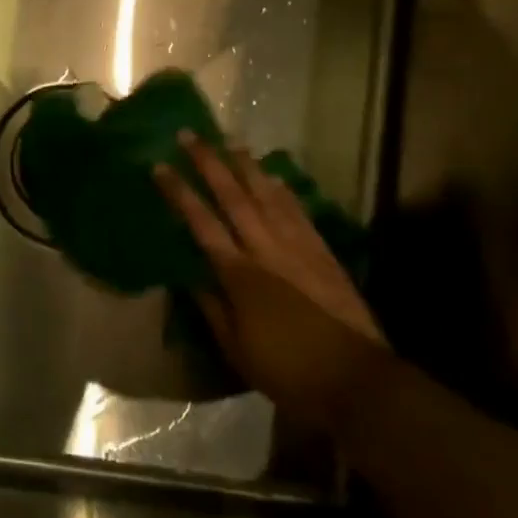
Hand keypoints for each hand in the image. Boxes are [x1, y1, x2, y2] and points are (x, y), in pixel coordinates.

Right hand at [154, 136, 386, 426]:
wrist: (358, 382)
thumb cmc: (288, 371)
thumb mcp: (236, 348)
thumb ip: (212, 308)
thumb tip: (190, 277)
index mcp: (239, 274)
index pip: (201, 223)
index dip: (179, 193)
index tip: (159, 167)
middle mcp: (267, 250)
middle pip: (233, 197)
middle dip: (209, 163)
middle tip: (190, 135)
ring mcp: (299, 249)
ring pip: (268, 196)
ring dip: (246, 167)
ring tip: (230, 142)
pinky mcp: (323, 255)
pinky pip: (299, 213)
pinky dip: (283, 191)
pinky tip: (274, 178)